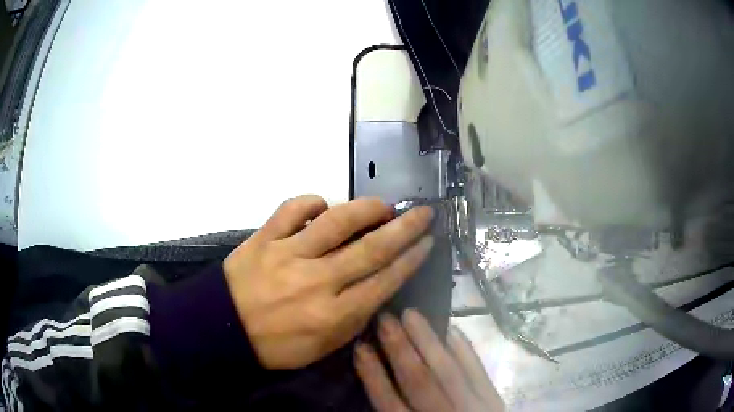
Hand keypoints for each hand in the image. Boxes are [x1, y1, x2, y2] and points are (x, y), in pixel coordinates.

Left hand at [223, 195, 434, 369]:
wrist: (224, 329)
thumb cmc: (277, 345)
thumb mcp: (323, 347)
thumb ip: (353, 318)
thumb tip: (377, 285)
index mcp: (333, 315)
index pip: (384, 280)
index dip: (411, 258)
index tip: (428, 241)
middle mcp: (316, 282)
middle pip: (371, 248)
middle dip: (405, 228)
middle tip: (424, 213)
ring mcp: (288, 255)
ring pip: (337, 222)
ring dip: (367, 209)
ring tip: (383, 205)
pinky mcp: (264, 238)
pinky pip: (293, 209)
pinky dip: (312, 202)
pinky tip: (323, 206)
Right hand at [355, 310, 505, 411]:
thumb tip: (375, 383)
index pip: (389, 403)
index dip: (373, 375)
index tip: (361, 347)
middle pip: (418, 381)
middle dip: (399, 349)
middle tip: (385, 318)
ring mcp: (472, 406)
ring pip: (447, 371)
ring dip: (428, 342)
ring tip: (411, 315)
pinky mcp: (493, 399)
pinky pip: (478, 371)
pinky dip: (465, 350)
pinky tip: (452, 330)